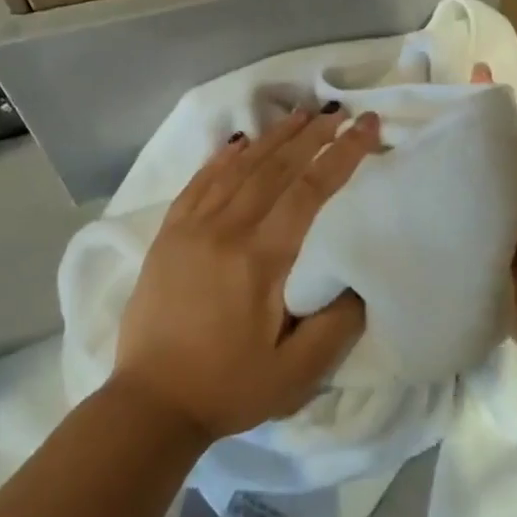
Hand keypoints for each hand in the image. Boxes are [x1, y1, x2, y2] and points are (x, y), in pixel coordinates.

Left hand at [110, 105, 381, 440]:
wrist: (149, 404)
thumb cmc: (228, 387)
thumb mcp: (297, 372)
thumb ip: (338, 324)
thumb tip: (359, 280)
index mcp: (261, 258)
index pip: (310, 189)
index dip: (342, 153)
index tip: (367, 126)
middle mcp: (226, 229)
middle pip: (276, 166)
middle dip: (313, 135)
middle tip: (339, 112)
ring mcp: (191, 228)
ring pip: (239, 167)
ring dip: (273, 138)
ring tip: (300, 116)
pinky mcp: (168, 235)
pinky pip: (199, 182)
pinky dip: (222, 157)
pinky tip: (238, 142)